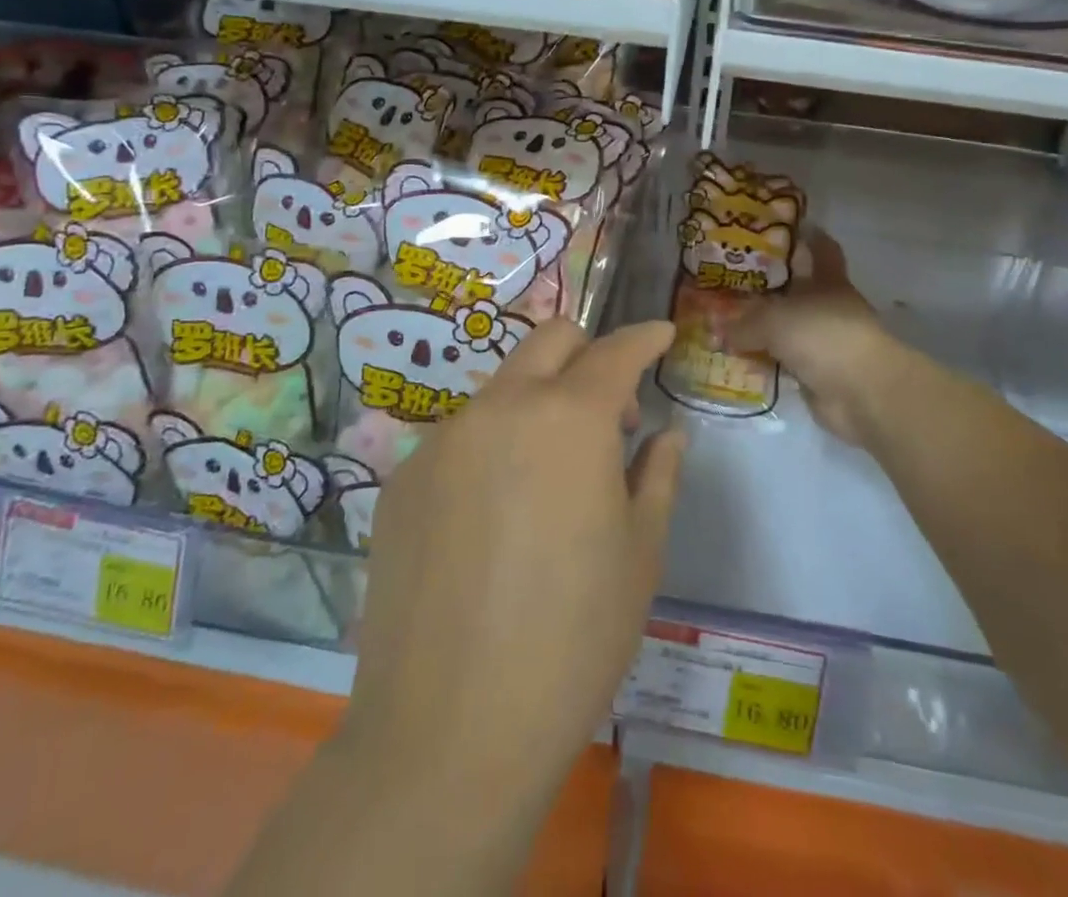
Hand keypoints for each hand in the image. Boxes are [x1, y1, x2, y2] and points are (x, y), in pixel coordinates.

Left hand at [342, 318, 685, 820]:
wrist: (448, 734)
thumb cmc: (572, 640)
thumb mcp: (639, 554)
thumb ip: (656, 474)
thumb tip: (665, 435)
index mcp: (569, 418)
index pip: (615, 351)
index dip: (644, 336)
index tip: (661, 334)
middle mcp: (501, 408)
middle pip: (550, 341)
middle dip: (588, 354)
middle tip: (610, 412)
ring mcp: (442, 440)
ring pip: (503, 389)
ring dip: (537, 406)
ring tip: (549, 480)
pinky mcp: (402, 479)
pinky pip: (460, 439)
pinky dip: (492, 450)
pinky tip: (494, 521)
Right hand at [726, 229, 895, 448]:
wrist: (860, 391)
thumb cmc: (821, 335)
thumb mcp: (773, 320)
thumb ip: (744, 324)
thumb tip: (719, 331)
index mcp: (829, 282)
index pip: (823, 251)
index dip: (809, 239)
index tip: (789, 229)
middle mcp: (830, 308)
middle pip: (799, 292)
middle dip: (771, 290)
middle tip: (735, 284)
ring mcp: (827, 343)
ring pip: (789, 330)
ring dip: (765, 331)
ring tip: (727, 325)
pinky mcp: (820, 375)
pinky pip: (785, 363)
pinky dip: (767, 363)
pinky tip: (740, 362)